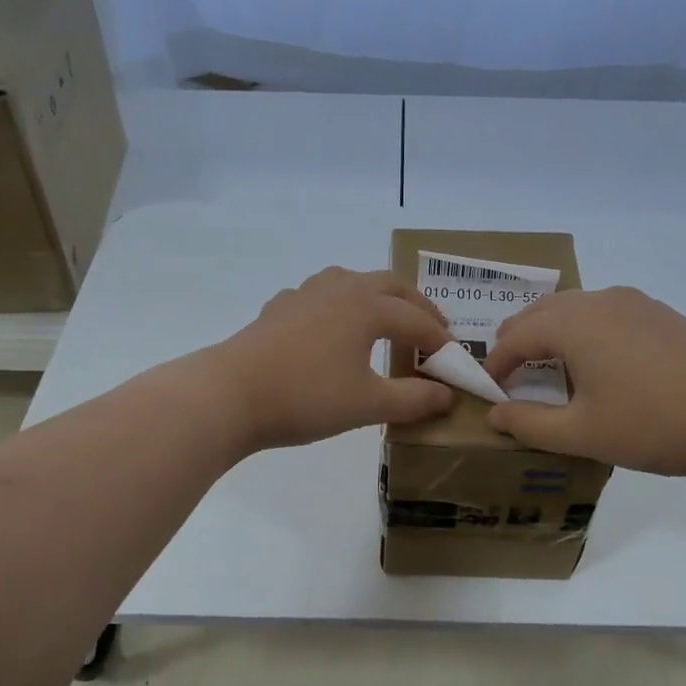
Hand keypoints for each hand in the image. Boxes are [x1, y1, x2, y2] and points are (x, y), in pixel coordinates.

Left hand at [206, 267, 454, 450]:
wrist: (231, 394)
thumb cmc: (307, 397)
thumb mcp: (368, 404)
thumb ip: (413, 400)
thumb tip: (446, 396)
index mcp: (368, 306)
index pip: (417, 321)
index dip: (440, 343)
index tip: (454, 366)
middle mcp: (340, 288)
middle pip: (391, 286)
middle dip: (417, 307)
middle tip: (432, 332)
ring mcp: (305, 294)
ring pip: (352, 281)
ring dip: (378, 297)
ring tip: (385, 321)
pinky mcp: (279, 308)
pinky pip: (321, 296)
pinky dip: (340, 307)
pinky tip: (332, 329)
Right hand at [481, 286, 685, 480]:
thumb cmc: (652, 426)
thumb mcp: (581, 433)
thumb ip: (529, 424)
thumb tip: (495, 415)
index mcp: (574, 323)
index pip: (516, 336)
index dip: (496, 364)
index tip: (488, 391)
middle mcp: (600, 300)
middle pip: (541, 312)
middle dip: (518, 341)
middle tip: (509, 376)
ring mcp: (634, 301)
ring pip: (573, 308)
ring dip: (549, 333)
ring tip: (547, 368)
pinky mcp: (659, 312)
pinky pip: (602, 312)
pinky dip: (581, 330)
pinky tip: (595, 362)